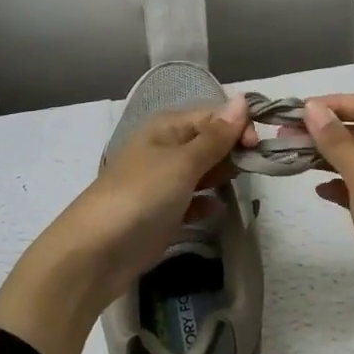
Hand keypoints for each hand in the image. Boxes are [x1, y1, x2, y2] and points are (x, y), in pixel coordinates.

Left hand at [0, 98, 252, 353]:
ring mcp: (162, 183)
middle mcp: (165, 149)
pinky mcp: (162, 215)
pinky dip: (206, 203)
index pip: (212, 115)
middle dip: (233, 150)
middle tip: (258, 166)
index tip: (259, 145)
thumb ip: (215, 136)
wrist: (94, 254)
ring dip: (222, 175)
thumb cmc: (140, 197)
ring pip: (202, 171)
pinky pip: (192, 201)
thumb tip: (242, 99)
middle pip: (208, 141)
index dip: (238, 125)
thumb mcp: (182, 162)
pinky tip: (219, 210)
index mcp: (167, 128)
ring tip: (243, 185)